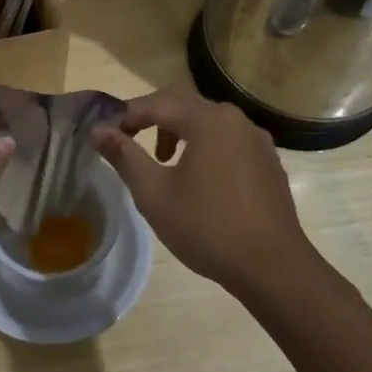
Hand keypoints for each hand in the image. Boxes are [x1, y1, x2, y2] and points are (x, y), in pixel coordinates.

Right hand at [92, 90, 318, 292]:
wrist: (273, 267)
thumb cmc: (207, 227)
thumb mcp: (154, 192)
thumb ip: (124, 156)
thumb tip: (98, 130)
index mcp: (207, 120)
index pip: (156, 103)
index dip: (125, 116)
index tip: (104, 136)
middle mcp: (235, 119)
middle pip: (184, 105)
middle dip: (152, 119)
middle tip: (128, 142)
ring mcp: (257, 140)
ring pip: (208, 122)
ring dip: (178, 132)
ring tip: (162, 162)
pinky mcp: (268, 162)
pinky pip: (228, 140)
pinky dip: (204, 146)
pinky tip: (199, 178)